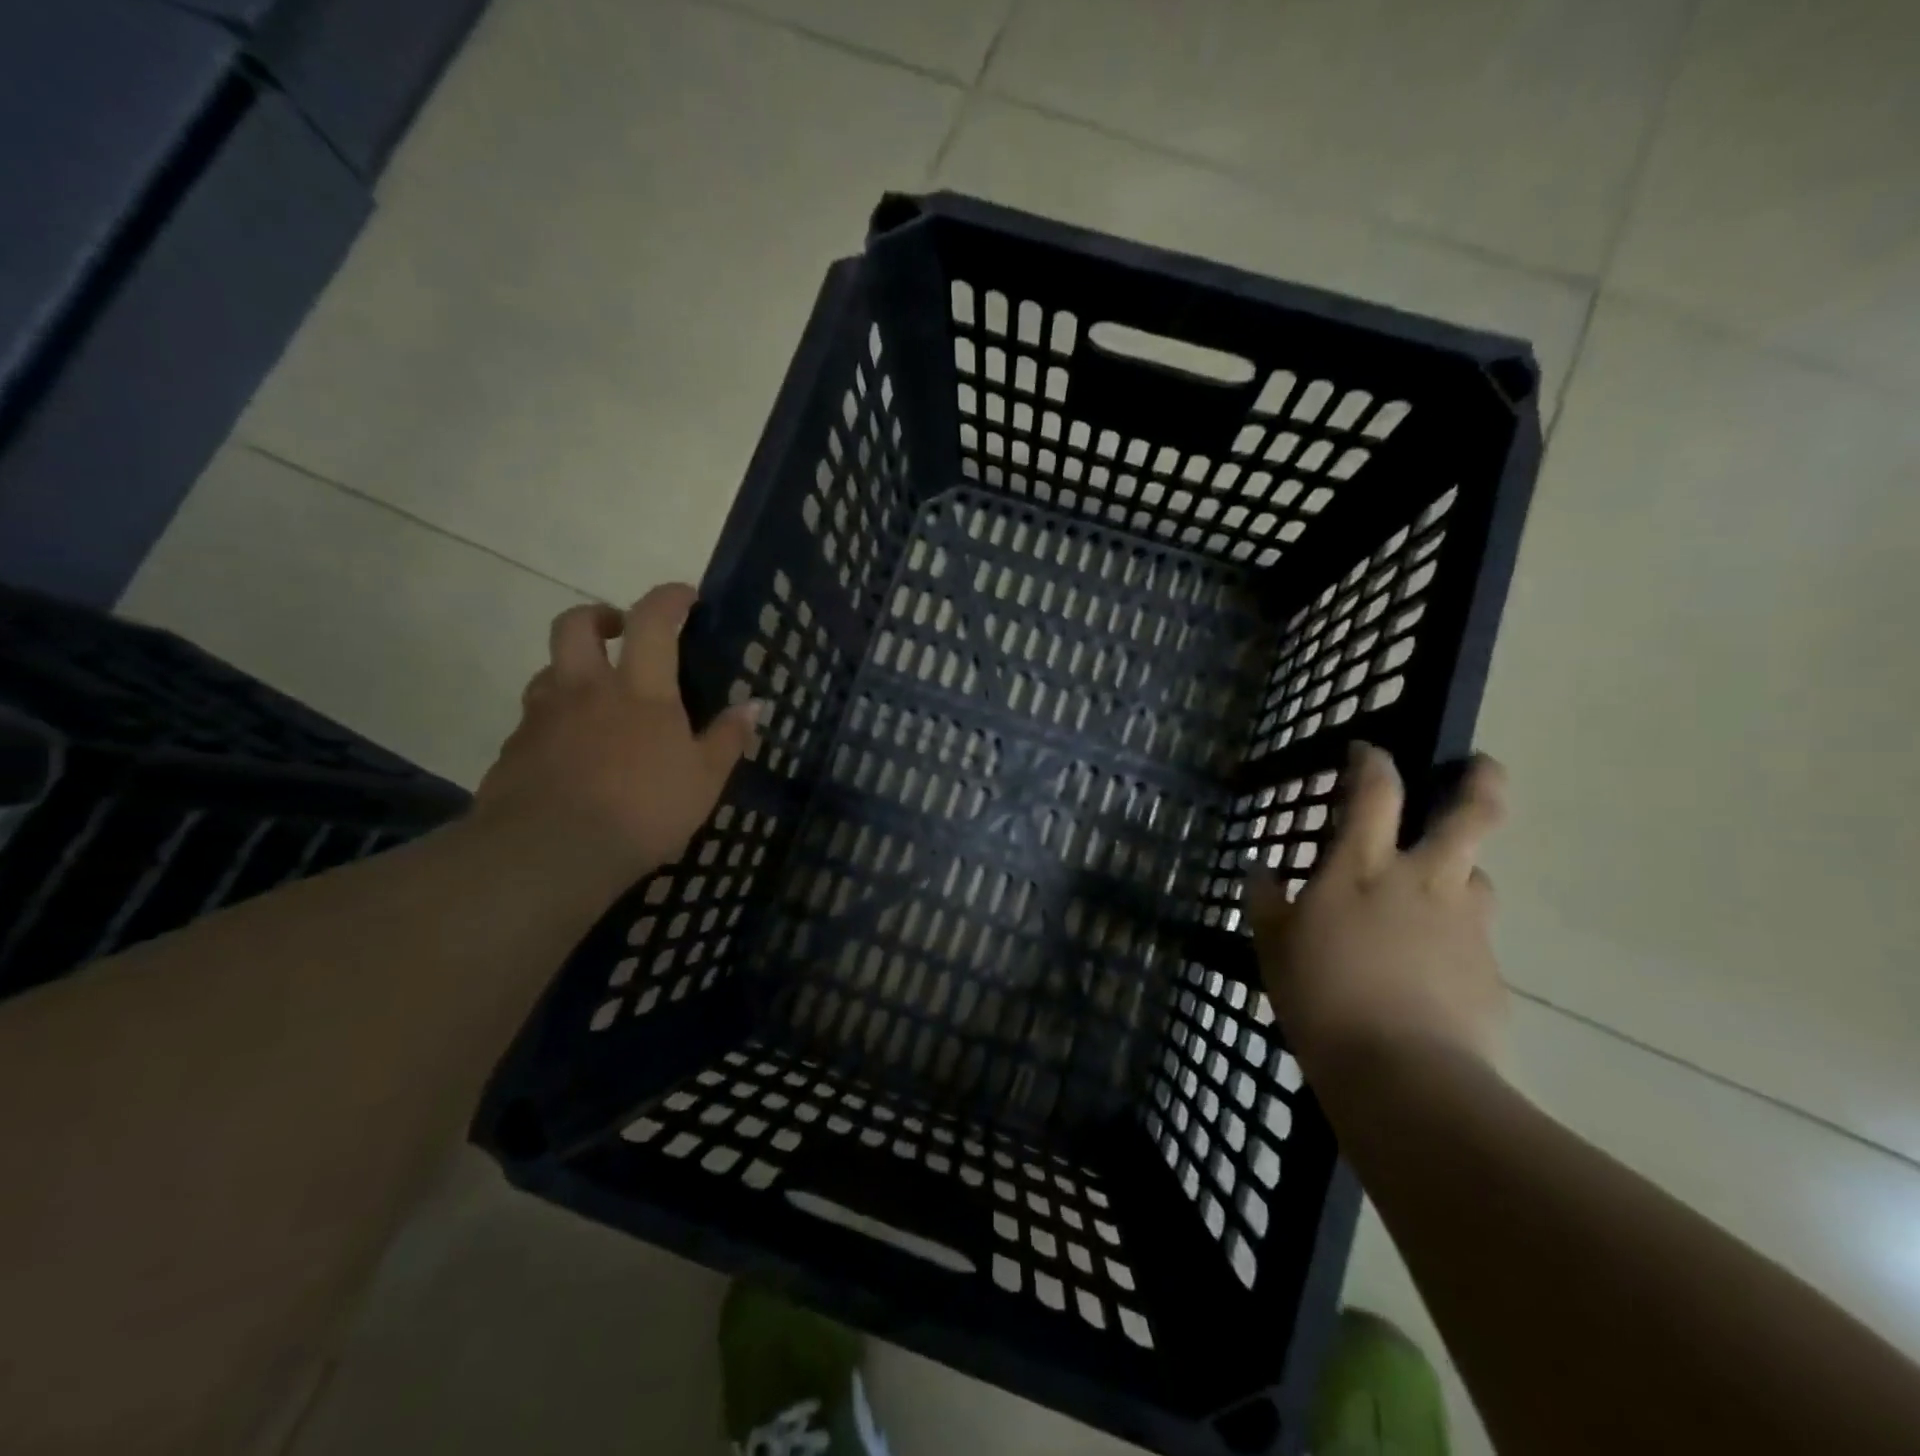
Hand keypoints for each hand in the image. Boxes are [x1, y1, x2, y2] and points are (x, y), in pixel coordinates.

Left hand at [475, 583, 756, 886]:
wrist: (550, 853)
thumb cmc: (643, 810)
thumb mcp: (704, 780)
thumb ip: (727, 738)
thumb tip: (753, 705)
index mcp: (639, 689)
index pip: (651, 621)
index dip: (669, 599)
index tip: (685, 597)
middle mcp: (585, 689)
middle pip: (575, 625)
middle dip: (599, 616)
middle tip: (619, 632)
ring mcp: (542, 717)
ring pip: (548, 671)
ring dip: (571, 671)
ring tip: (595, 700)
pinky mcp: (513, 750)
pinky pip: (534, 721)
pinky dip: (554, 723)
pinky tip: (571, 755)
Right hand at [1244, 744, 1508, 1086]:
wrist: (1403, 1076)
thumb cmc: (1321, 998)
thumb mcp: (1273, 947)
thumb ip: (1266, 902)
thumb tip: (1261, 871)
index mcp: (1363, 868)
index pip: (1377, 791)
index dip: (1374, 761)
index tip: (1367, 751)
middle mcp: (1423, 880)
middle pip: (1471, 813)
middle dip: (1479, 781)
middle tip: (1480, 767)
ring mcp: (1466, 923)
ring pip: (1478, 875)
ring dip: (1460, 872)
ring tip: (1435, 893)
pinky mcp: (1490, 968)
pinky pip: (1474, 937)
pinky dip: (1454, 938)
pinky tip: (1431, 970)